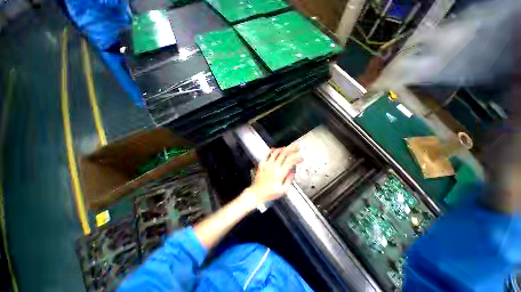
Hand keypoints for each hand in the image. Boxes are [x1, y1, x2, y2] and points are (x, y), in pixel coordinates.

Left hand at [246, 144, 301, 204]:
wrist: (257, 193)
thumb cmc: (270, 193)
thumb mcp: (283, 190)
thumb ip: (289, 180)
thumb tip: (292, 172)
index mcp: (280, 173)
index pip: (290, 162)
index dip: (296, 158)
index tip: (301, 158)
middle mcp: (274, 167)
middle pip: (284, 154)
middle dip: (291, 149)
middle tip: (296, 146)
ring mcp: (267, 164)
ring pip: (276, 153)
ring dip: (282, 148)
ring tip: (287, 147)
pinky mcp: (262, 164)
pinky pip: (266, 154)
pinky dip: (271, 151)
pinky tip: (274, 149)